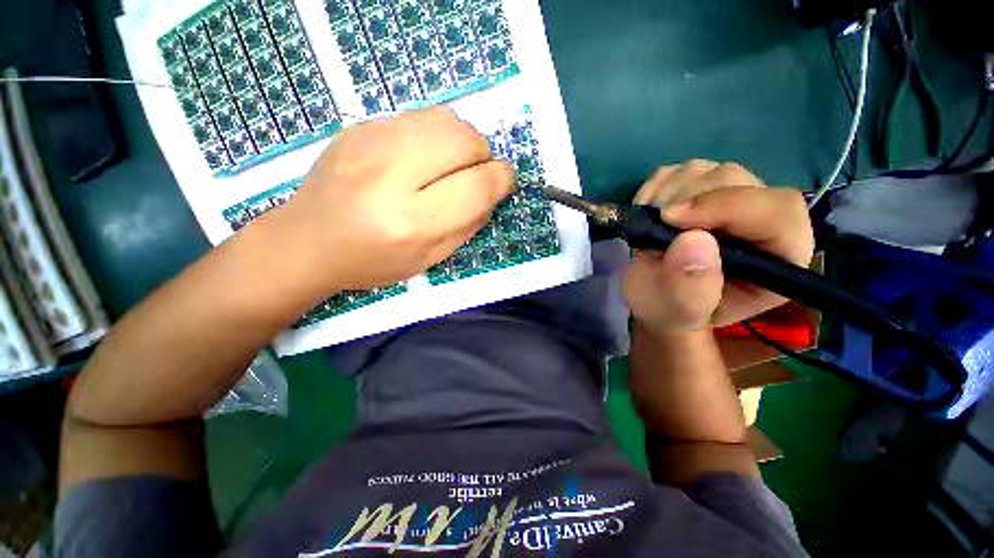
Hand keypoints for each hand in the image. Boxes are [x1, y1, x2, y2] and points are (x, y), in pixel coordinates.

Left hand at [273, 107, 513, 291]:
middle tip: (475, 174)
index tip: (504, 182)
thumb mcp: (429, 260)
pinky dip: (436, 134)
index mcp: (412, 223)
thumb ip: (467, 226)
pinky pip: (419, 116)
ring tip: (452, 164)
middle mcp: (391, 177)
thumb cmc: (372, 262)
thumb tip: (492, 192)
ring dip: (463, 141)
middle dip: (484, 156)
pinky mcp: (359, 127)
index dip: (502, 179)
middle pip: (466, 141)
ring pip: (446, 119)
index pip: (477, 186)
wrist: (306, 241)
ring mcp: (370, 143)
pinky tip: (423, 156)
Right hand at [624, 160, 813, 332]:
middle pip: (737, 181)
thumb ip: (690, 289)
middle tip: (654, 224)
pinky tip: (648, 212)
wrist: (655, 297)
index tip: (671, 218)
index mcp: (777, 257)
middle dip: (687, 199)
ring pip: (707, 170)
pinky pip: (680, 170)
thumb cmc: (673, 311)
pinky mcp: (701, 188)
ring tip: (650, 224)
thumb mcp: (679, 313)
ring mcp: (729, 198)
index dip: (728, 206)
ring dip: (668, 193)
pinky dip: (656, 186)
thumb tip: (692, 241)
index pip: (777, 212)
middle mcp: (761, 219)